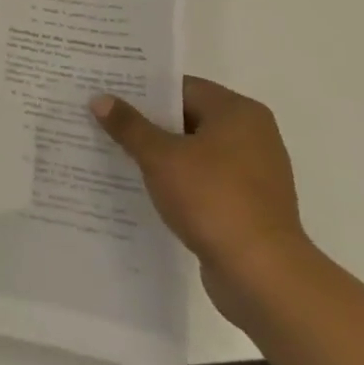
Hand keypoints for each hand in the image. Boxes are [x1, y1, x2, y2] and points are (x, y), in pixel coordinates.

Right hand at [91, 76, 312, 324]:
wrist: (263, 277)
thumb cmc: (213, 200)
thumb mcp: (160, 157)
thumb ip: (129, 126)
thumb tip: (100, 99)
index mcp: (238, 112)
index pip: (181, 87)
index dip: (142, 89)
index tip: (108, 92)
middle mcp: (252, 136)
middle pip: (187, 118)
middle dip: (147, 123)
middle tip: (104, 119)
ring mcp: (254, 174)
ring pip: (194, 152)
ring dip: (161, 154)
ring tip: (116, 153)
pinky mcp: (249, 206)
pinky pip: (204, 181)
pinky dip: (178, 182)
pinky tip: (145, 188)